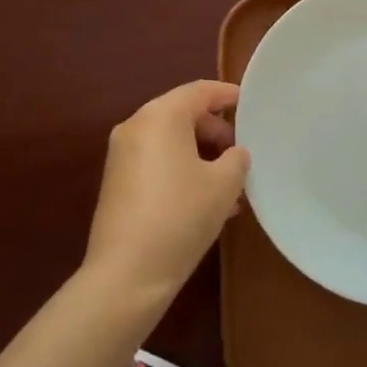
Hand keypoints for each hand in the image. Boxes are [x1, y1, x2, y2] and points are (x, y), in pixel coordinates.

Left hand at [82, 80, 250, 306]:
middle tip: (240, 154)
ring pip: (170, 141)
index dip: (227, 95)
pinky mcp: (116, 181)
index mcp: (161, 115)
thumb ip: (236, 159)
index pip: (200, 91)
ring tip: (229, 186)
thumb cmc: (180, 217)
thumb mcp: (223, 186)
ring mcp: (121, 154)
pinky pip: (156, 161)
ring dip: (200, 155)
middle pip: (183, 114)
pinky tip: (204, 201)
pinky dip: (181, 169)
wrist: (126, 274)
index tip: (249, 104)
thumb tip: (234, 153)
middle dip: (215, 131)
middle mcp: (136, 125)